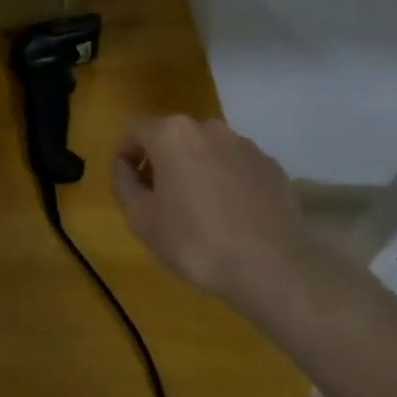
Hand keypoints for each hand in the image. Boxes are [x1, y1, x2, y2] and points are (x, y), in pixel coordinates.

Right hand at [112, 115, 308, 301]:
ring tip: (197, 209)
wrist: (273, 269)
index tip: (127, 185)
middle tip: (158, 199)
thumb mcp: (139, 218)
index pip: (133, 132)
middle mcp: (208, 128)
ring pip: (206, 151)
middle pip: (171, 138)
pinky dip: (225, 182)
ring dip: (194, 170)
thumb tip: (125, 166)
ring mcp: (245, 146)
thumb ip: (123, 182)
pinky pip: (236, 167)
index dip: (124, 157)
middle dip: (160, 161)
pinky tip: (230, 216)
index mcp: (171, 134)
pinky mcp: (272, 167)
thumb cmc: (194, 241)